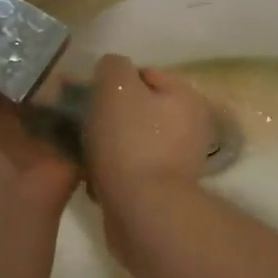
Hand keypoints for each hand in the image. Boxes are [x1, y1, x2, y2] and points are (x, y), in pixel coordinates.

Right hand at [84, 55, 214, 203]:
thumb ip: (113, 66)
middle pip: (140, 108)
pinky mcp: (164, 189)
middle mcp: (191, 126)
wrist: (142, 210)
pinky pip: (132, 168)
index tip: (91, 98)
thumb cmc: (129, 141)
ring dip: (109, 144)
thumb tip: (111, 70)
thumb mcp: (116, 86)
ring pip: (133, 139)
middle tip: (85, 125)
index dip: (114, 82)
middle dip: (111, 114)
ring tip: (87, 153)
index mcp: (187, 96)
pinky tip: (96, 177)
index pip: (145, 73)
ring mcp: (180, 160)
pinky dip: (114, 170)